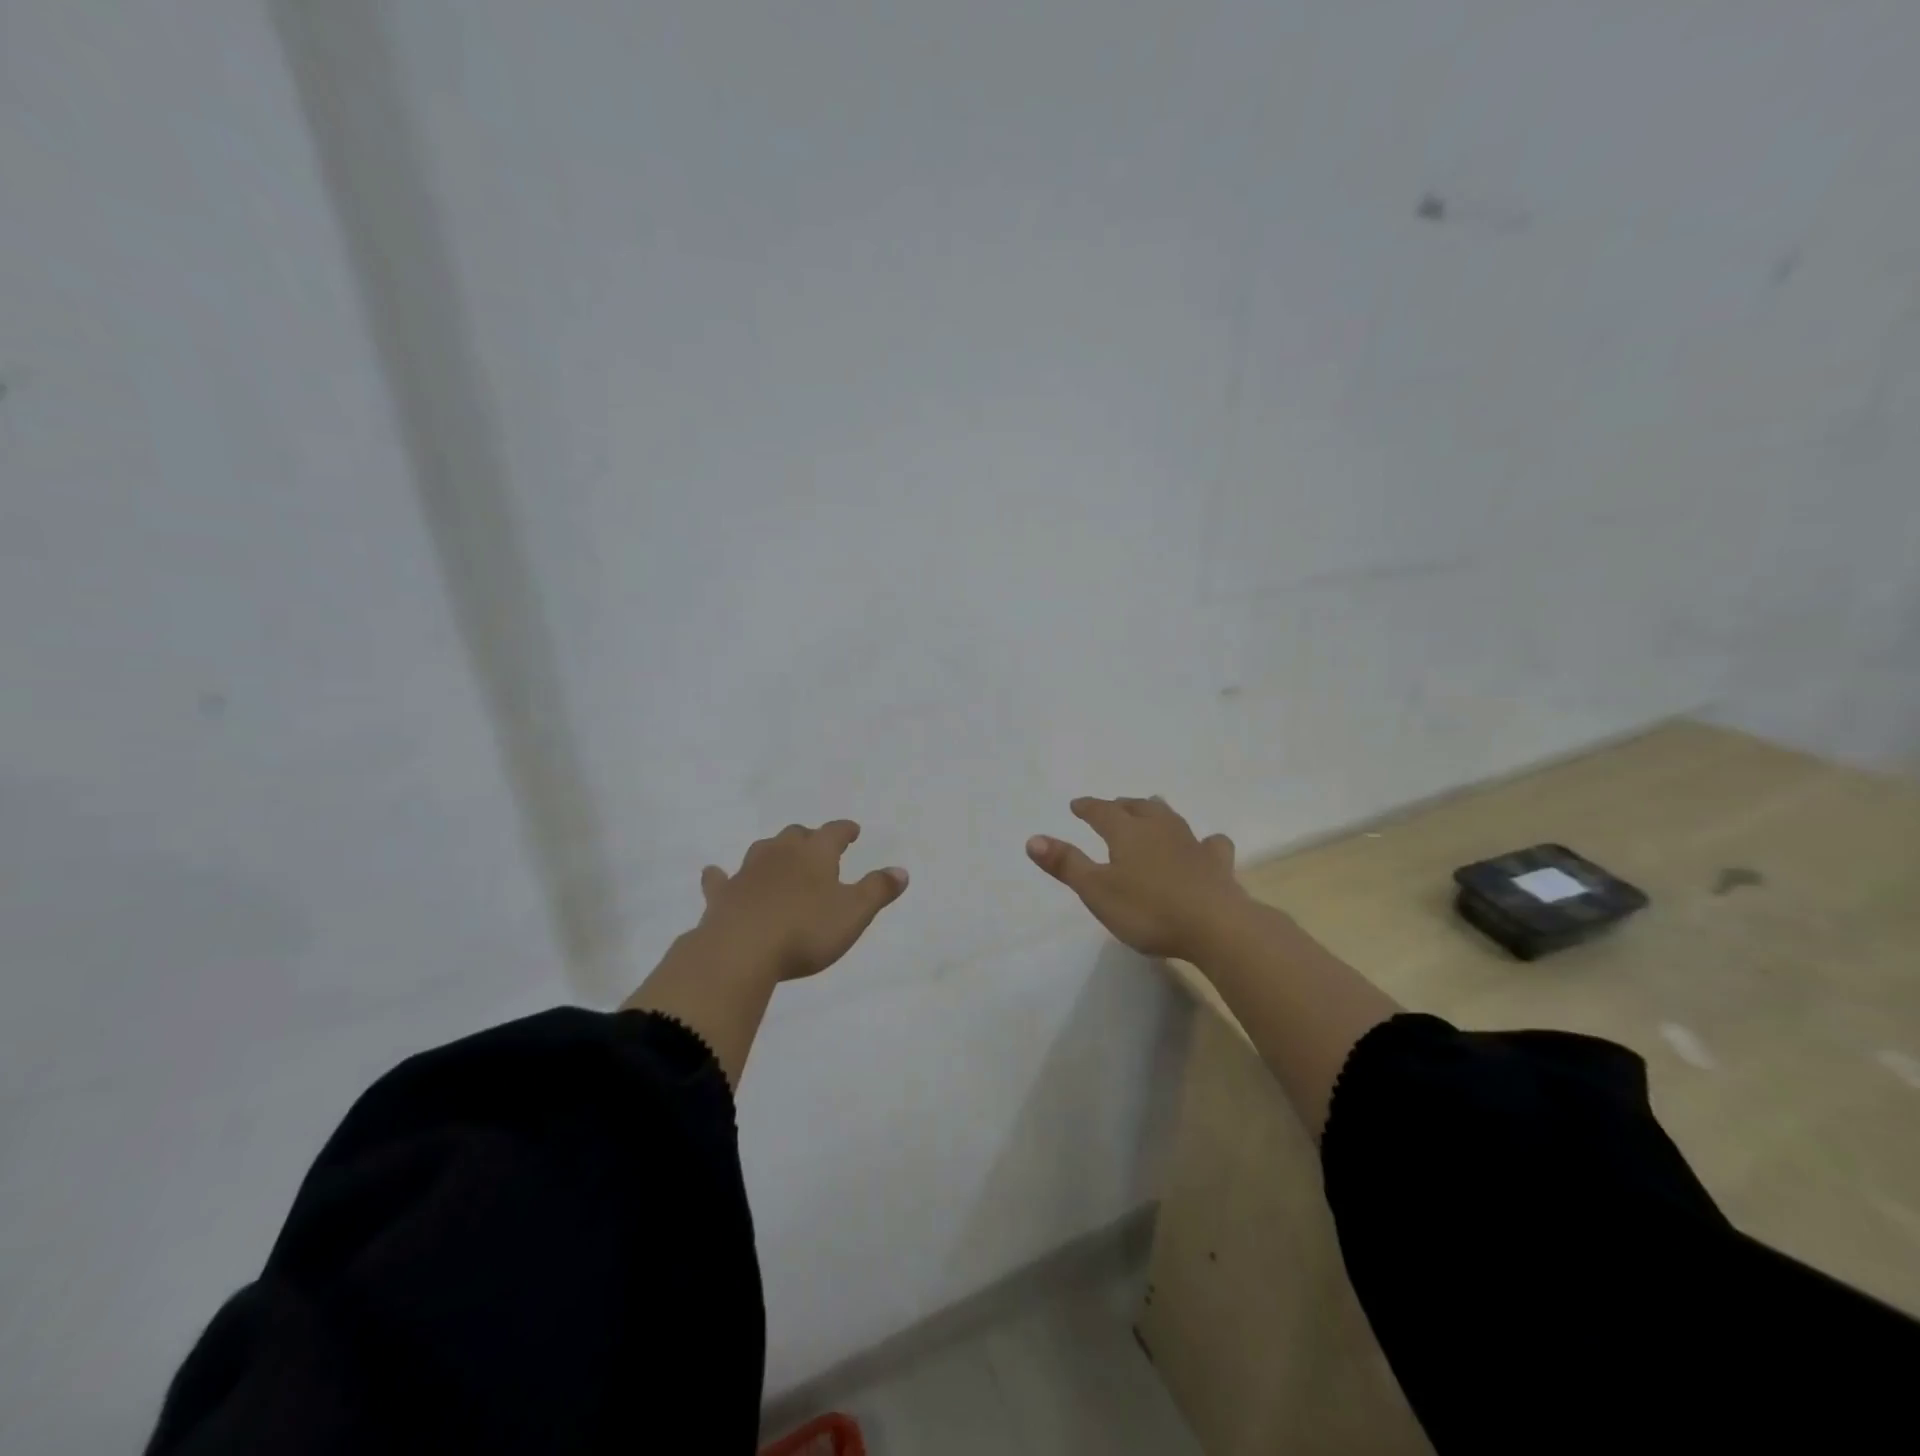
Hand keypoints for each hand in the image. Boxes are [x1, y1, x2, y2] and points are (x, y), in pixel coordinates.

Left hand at [695, 821, 908, 981]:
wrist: (741, 950)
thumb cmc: (805, 930)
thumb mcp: (854, 913)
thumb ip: (878, 890)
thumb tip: (900, 870)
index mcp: (816, 854)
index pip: (834, 832)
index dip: (845, 830)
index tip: (852, 830)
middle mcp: (781, 854)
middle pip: (796, 835)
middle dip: (809, 837)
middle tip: (817, 845)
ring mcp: (748, 872)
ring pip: (762, 850)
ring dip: (773, 851)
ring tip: (779, 857)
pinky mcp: (722, 895)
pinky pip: (720, 879)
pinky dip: (721, 876)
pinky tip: (716, 874)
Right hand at [1027, 796, 1247, 959]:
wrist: (1216, 926)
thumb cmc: (1148, 909)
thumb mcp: (1096, 890)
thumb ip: (1066, 864)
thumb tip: (1033, 838)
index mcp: (1127, 833)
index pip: (1102, 812)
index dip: (1087, 807)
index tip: (1076, 805)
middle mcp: (1159, 829)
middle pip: (1138, 808)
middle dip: (1122, 806)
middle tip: (1113, 806)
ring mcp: (1192, 844)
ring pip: (1171, 818)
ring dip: (1157, 812)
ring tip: (1152, 809)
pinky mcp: (1217, 865)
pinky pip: (1210, 844)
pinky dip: (1204, 842)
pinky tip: (1206, 846)